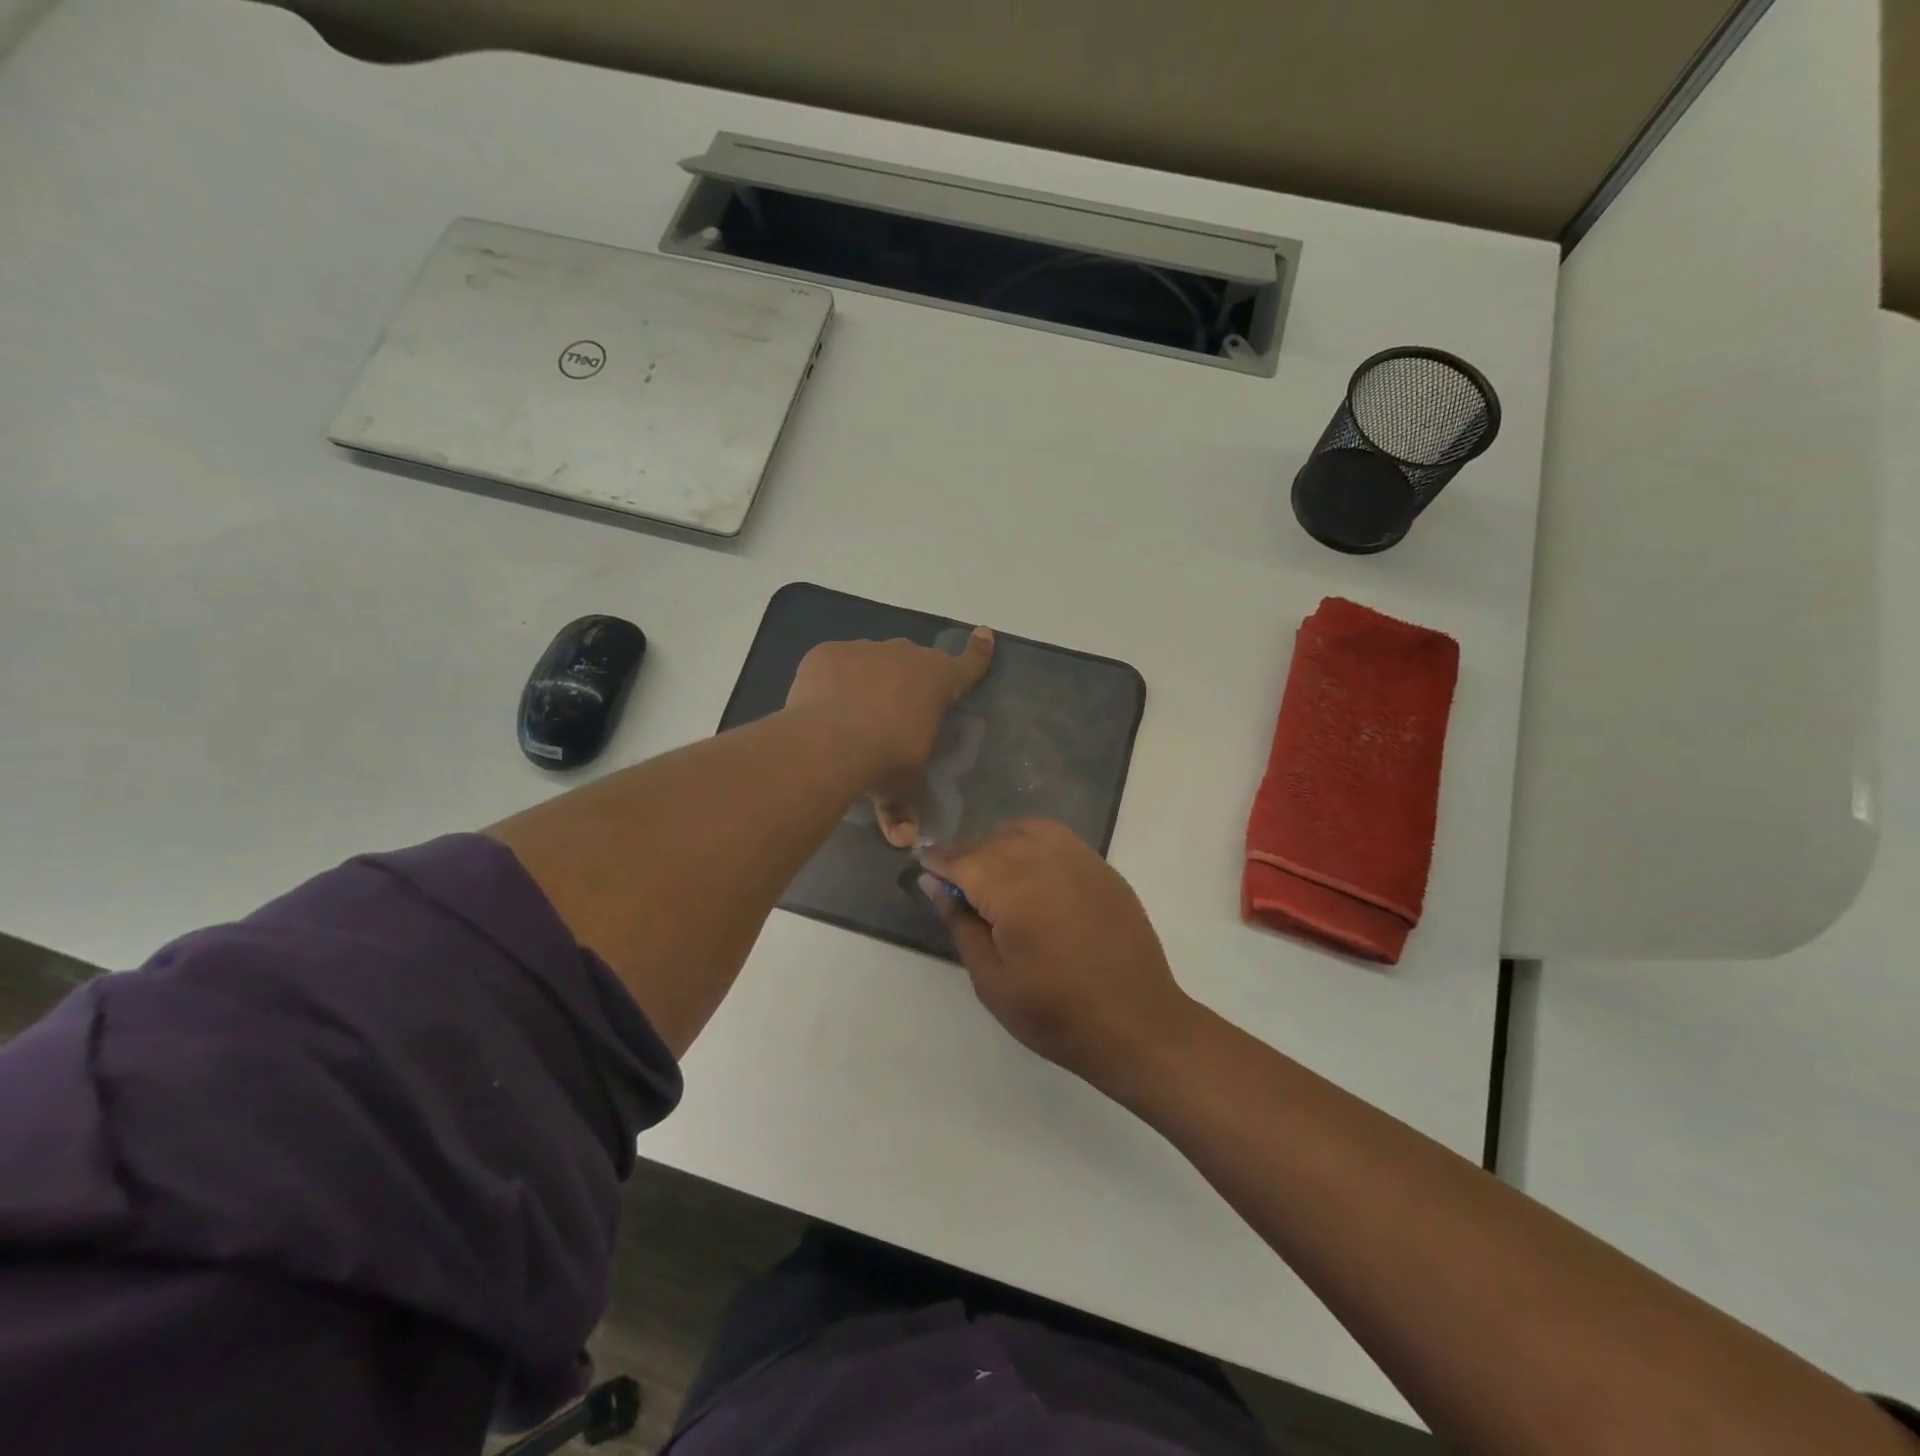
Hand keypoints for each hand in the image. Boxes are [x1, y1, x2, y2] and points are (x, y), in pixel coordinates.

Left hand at [786, 628, 993, 845]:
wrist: (830, 742)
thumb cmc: (886, 760)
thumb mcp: (901, 786)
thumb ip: (903, 809)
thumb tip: (903, 840)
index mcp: (938, 682)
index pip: (968, 666)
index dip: (979, 652)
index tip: (984, 633)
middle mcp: (906, 656)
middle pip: (913, 663)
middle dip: (907, 681)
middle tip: (892, 714)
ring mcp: (864, 650)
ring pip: (872, 661)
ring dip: (868, 681)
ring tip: (850, 715)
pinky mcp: (828, 653)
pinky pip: (835, 665)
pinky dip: (833, 681)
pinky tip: (822, 707)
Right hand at [920, 819, 1200, 1095]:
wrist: (1137, 1024)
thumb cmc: (1055, 1015)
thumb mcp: (992, 981)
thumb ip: (962, 925)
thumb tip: (936, 884)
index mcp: (1014, 892)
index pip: (964, 860)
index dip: (938, 860)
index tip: (922, 866)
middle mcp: (1046, 863)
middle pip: (993, 840)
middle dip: (966, 853)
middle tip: (952, 879)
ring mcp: (1080, 861)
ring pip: (1026, 830)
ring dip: (999, 842)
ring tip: (990, 870)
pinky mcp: (1102, 869)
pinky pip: (1058, 838)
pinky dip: (1033, 841)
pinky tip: (1029, 868)